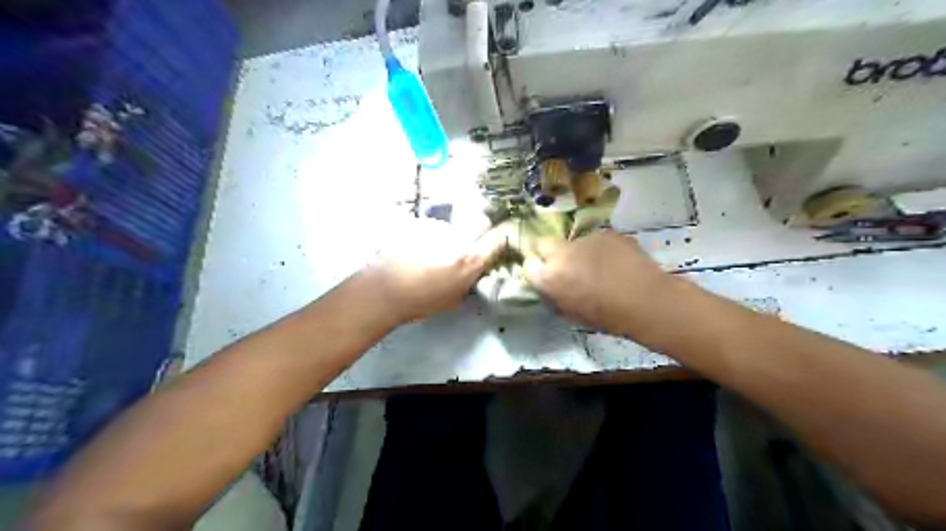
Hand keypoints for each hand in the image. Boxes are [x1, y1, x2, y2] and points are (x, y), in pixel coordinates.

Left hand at [363, 216, 509, 323]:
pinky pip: (431, 227)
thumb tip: (476, 268)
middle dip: (478, 231)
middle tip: (464, 245)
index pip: (498, 237)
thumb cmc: (420, 301)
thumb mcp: (454, 298)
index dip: (499, 239)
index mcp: (469, 259)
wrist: (382, 290)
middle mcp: (457, 236)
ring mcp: (436, 226)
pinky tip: (413, 250)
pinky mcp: (418, 221)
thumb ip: (470, 279)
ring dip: (447, 236)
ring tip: (428, 254)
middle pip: (479, 222)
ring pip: (452, 226)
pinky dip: (427, 236)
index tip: (496, 243)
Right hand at [525, 230, 671, 333]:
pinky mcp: (605, 232)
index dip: (535, 269)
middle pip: (543, 243)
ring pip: (572, 242)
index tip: (543, 273)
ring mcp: (584, 239)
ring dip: (578, 251)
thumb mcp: (571, 312)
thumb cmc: (607, 316)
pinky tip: (615, 262)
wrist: (646, 301)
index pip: (527, 265)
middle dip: (548, 252)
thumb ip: (554, 295)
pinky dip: (600, 249)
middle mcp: (561, 253)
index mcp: (549, 277)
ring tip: (598, 266)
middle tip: (564, 265)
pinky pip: (595, 240)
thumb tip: (549, 286)